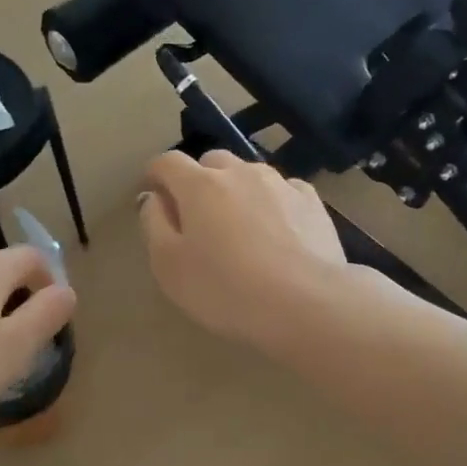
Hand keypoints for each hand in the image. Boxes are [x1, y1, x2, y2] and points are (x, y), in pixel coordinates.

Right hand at [138, 150, 345, 346]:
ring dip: (237, 191)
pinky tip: (277, 232)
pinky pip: (283, 191)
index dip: (156, 176)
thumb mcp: (169, 266)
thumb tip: (154, 198)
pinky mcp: (312, 202)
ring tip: (240, 227)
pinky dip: (272, 203)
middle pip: (211, 163)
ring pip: (249, 174)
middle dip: (198, 182)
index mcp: (199, 185)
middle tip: (198, 218)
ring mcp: (280, 183)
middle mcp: (240, 172)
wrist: (305, 303)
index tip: (154, 197)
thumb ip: (154, 225)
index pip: (167, 162)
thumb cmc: (225, 289)